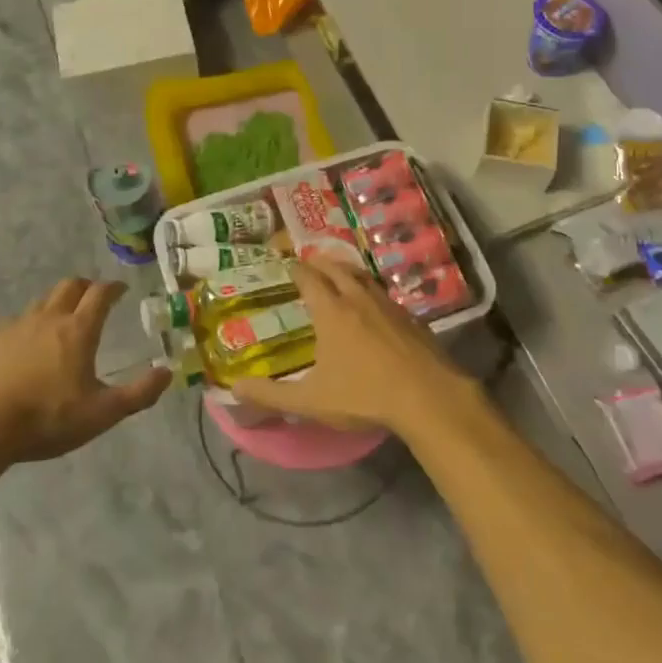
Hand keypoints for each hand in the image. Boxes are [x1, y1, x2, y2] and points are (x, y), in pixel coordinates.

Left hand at [0, 278, 171, 463]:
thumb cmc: (46, 419)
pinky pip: (19, 320)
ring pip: (43, 300)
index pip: (100, 294)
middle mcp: (49, 318)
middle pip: (70, 286)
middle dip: (87, 286)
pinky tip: (30, 341)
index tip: (122, 289)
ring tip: (65, 317)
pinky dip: (33, 321)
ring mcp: (18, 327)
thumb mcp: (101, 414)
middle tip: (96, 297)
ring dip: (59, 300)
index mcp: (78, 330)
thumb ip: (138, 394)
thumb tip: (167, 372)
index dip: (114, 287)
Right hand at [233, 259, 461, 431]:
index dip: (296, 269)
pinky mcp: (410, 318)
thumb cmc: (364, 395)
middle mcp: (358, 299)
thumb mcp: (310, 401)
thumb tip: (234, 387)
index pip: (309, 278)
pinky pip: (384, 294)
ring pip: (363, 276)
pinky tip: (373, 305)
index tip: (288, 265)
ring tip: (339, 273)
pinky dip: (370, 290)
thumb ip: (270, 394)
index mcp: (331, 311)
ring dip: (347, 270)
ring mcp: (388, 305)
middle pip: (337, 267)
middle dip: (320, 261)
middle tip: (310, 262)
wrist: (427, 397)